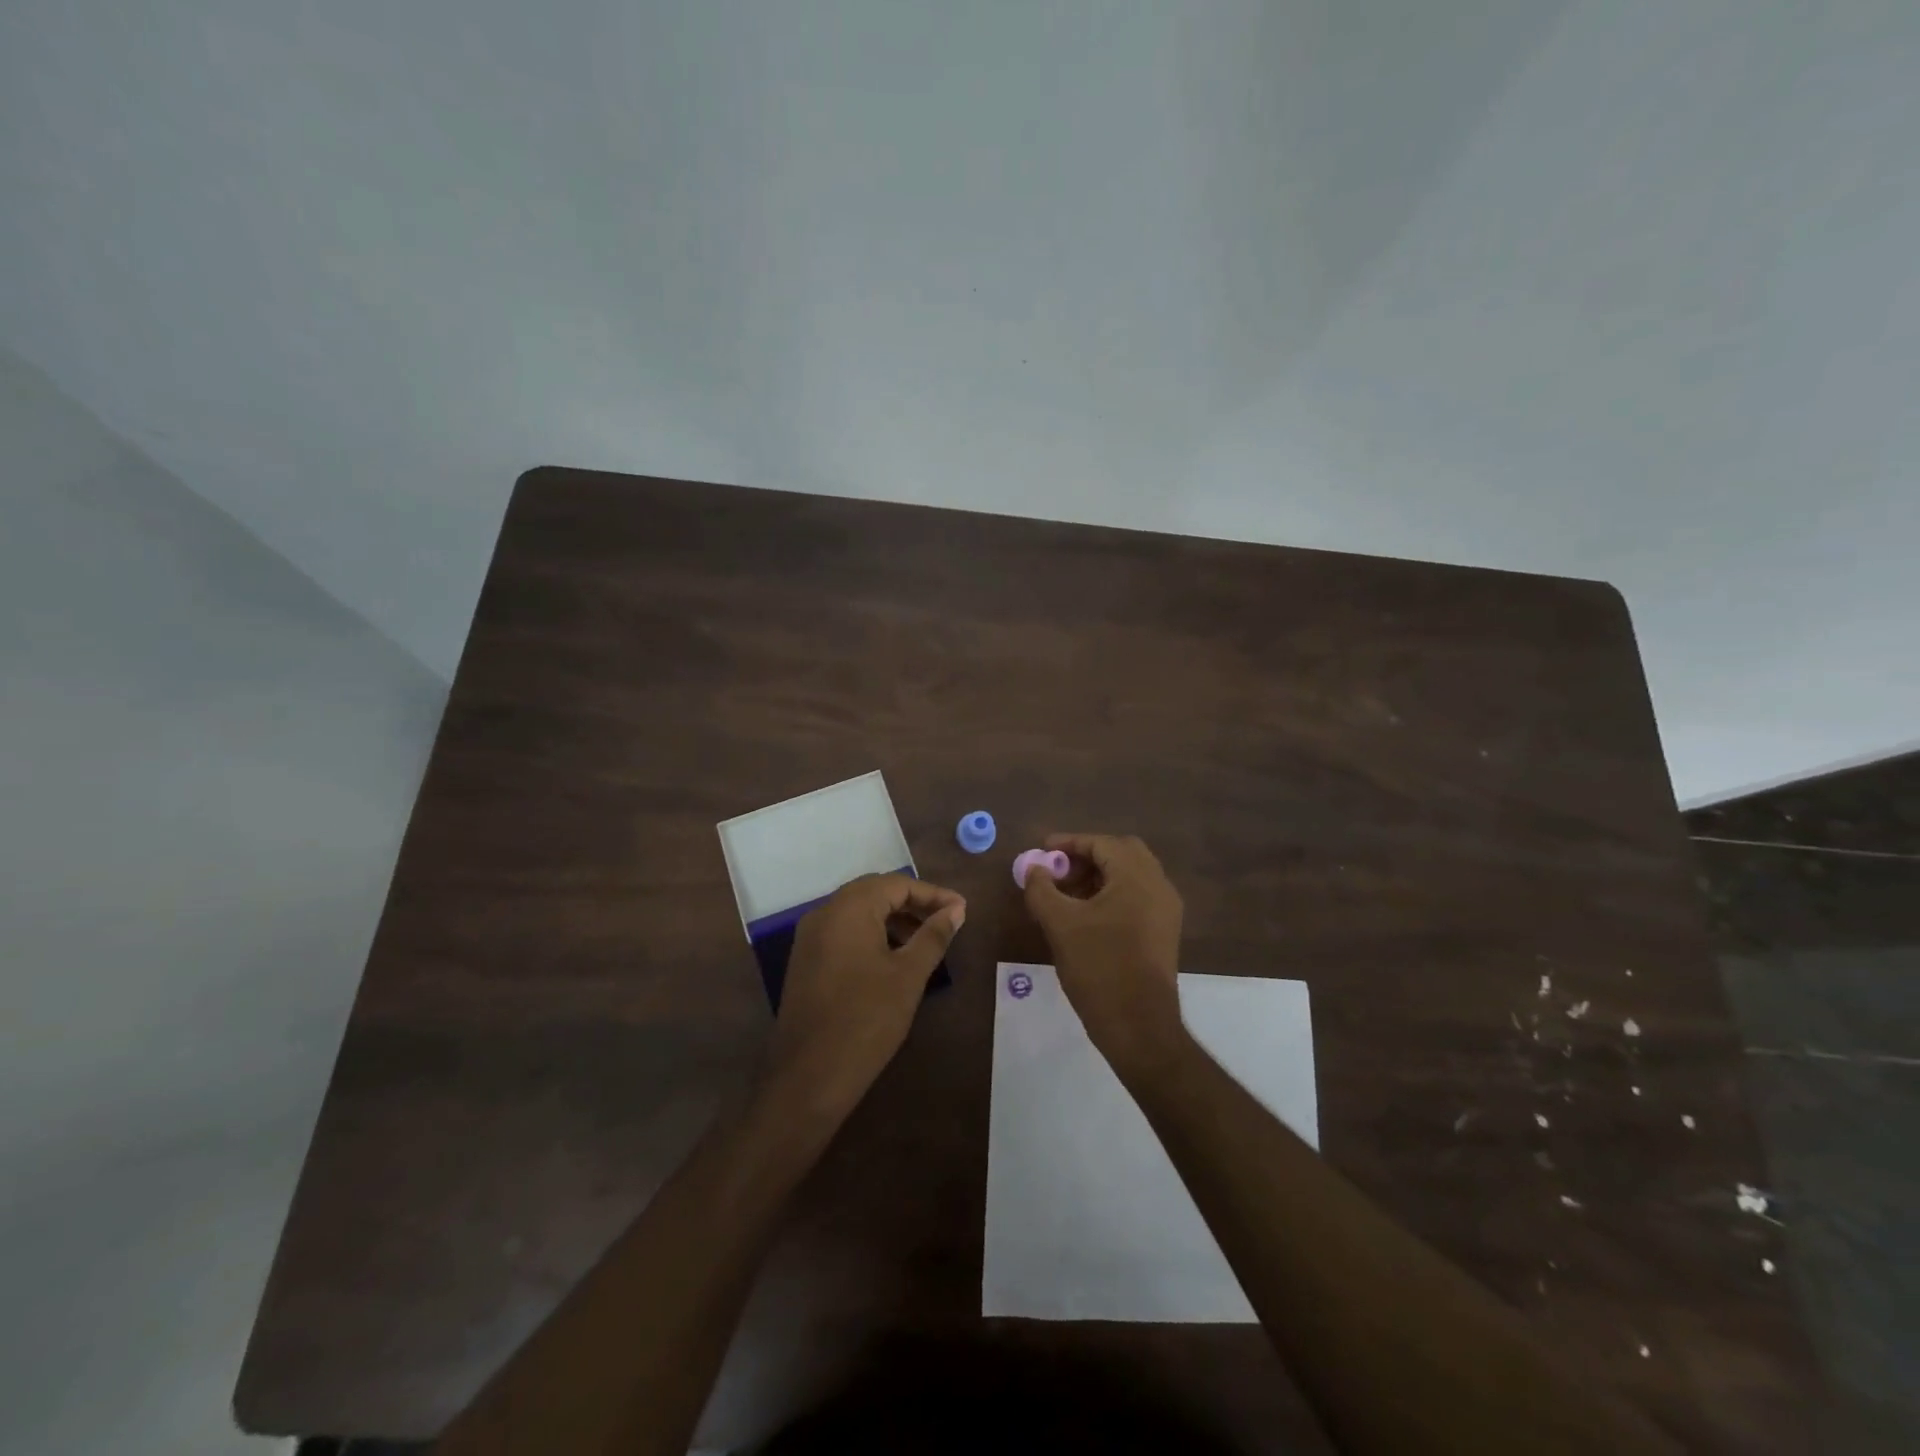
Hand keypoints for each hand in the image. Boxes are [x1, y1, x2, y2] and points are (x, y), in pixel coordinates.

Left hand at [766, 873, 965, 1117]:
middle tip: (946, 920)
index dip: (933, 894)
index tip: (962, 909)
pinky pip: (843, 931)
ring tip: (925, 940)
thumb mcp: (908, 975)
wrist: (810, 1076)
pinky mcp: (805, 960)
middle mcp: (825, 912)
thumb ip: (933, 936)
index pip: (897, 884)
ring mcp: (810, 937)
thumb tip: (956, 910)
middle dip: (913, 903)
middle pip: (875, 892)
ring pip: (858, 912)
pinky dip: (872, 934)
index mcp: (849, 908)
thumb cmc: (867, 1019)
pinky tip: (893, 957)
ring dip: (893, 919)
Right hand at [1022, 833, 1186, 1077]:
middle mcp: (1158, 885)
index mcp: (1137, 876)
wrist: (1138, 1025)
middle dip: (1087, 856)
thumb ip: (1042, 889)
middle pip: (1121, 853)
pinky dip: (1112, 895)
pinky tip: (1086, 916)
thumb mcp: (1060, 924)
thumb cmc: (1098, 967)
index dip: (1069, 843)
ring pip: (1130, 876)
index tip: (1041, 851)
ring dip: (1098, 876)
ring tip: (1065, 895)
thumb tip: (1034, 869)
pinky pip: (1137, 897)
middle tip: (1058, 871)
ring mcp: (1165, 910)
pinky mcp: (1164, 932)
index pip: (1102, 843)